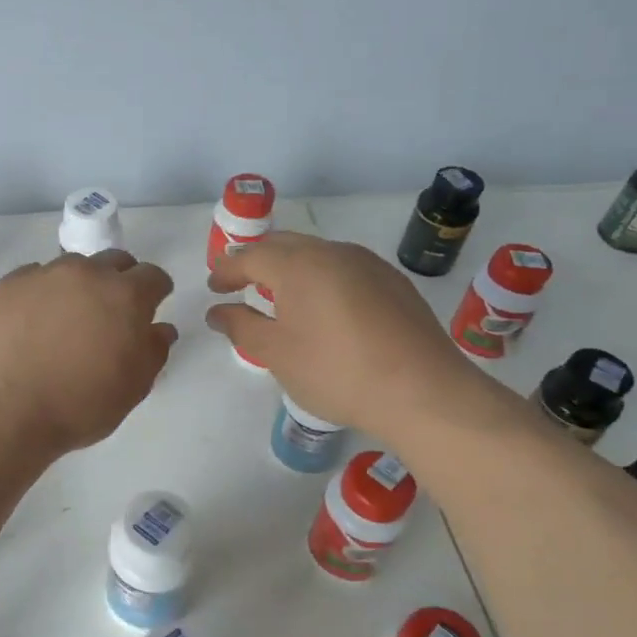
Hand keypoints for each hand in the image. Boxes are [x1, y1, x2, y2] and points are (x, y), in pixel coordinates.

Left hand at [0, 251, 177, 456]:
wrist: (4, 411)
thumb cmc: (79, 406)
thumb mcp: (133, 388)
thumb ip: (153, 351)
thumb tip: (160, 328)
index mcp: (125, 296)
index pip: (153, 276)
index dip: (155, 291)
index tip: (150, 307)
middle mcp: (85, 273)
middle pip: (113, 261)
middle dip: (119, 281)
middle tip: (110, 312)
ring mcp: (42, 275)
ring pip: (71, 267)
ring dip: (77, 286)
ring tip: (65, 319)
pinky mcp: (5, 285)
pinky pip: (32, 279)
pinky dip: (40, 295)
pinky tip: (30, 323)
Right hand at [205, 232, 485, 436]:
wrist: (423, 391)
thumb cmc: (336, 372)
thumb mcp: (277, 354)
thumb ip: (242, 327)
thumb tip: (219, 311)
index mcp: (299, 265)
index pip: (251, 256)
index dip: (228, 270)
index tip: (213, 287)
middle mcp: (334, 253)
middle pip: (285, 245)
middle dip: (257, 260)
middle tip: (239, 282)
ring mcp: (369, 264)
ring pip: (318, 254)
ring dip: (291, 268)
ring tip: (278, 294)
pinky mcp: (394, 283)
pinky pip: (344, 269)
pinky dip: (321, 279)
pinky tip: (323, 307)